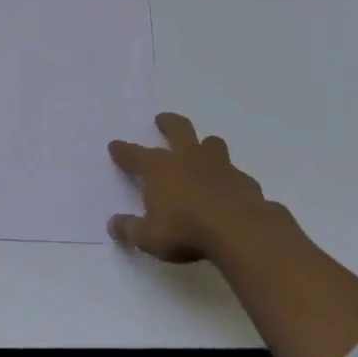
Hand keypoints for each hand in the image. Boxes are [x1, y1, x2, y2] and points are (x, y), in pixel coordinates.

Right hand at [108, 112, 289, 264]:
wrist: (241, 231)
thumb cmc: (186, 231)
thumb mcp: (148, 237)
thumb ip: (129, 229)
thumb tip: (112, 225)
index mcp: (160, 169)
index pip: (135, 155)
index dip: (123, 151)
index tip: (114, 145)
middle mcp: (188, 159)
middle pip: (178, 129)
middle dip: (168, 123)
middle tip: (162, 119)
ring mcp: (220, 166)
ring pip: (211, 144)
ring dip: (204, 145)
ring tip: (202, 148)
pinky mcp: (245, 181)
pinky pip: (234, 173)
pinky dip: (229, 178)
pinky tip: (229, 190)